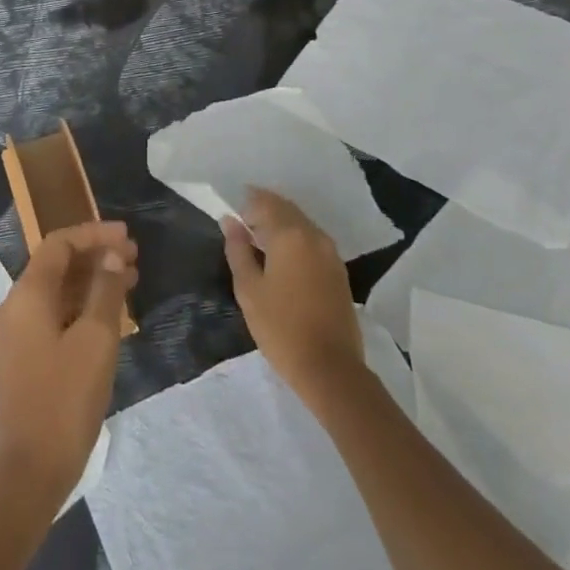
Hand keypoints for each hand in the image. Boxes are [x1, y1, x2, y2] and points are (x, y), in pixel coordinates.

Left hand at [0, 221, 137, 504]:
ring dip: (91, 279)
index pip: (59, 244)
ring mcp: (18, 333)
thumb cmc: (65, 399)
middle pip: (56, 264)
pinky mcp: (26, 355)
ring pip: (57, 290)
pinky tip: (111, 313)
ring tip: (131, 279)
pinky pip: (54, 313)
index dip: (93, 234)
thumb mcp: (96, 340)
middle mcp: (16, 306)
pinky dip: (82, 304)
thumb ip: (105, 291)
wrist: (30, 471)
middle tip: (135, 257)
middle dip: (95, 255)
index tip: (127, 236)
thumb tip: (112, 256)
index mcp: (27, 295)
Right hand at [223, 188, 364, 412]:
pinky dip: (295, 238)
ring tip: (260, 242)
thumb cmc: (281, 328)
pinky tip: (282, 258)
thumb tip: (230, 221)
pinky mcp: (339, 270)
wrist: (331, 368)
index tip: (232, 214)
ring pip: (301, 223)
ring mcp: (330, 252)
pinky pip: (312, 240)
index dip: (247, 203)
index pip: (265, 202)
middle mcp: (313, 235)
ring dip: (281, 224)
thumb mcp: (249, 289)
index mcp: (289, 235)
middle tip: (244, 226)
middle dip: (264, 210)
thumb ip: (238, 250)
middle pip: (286, 209)